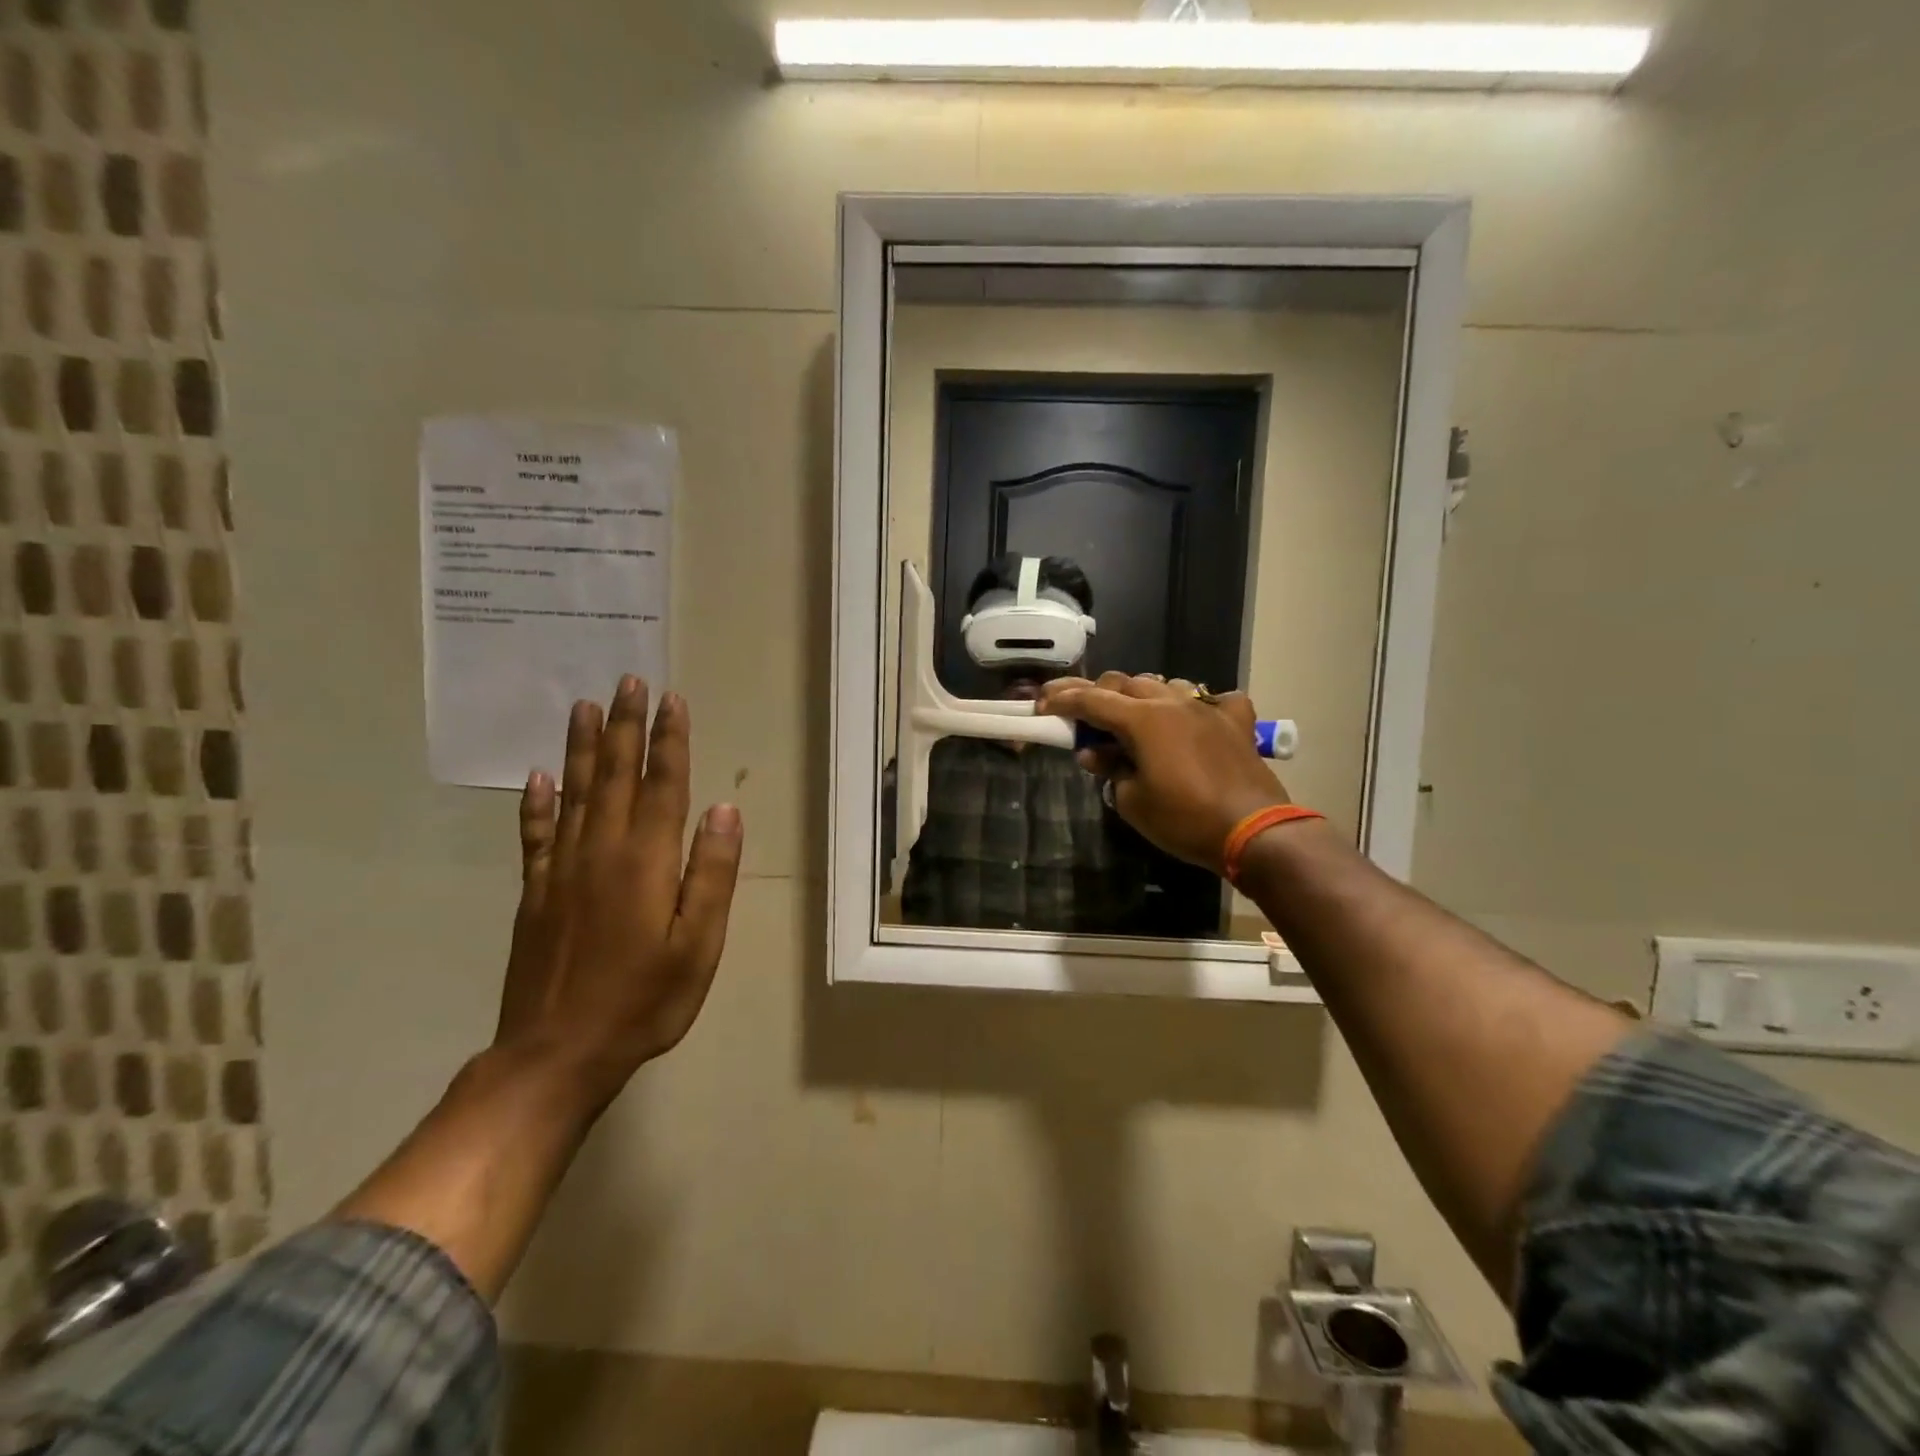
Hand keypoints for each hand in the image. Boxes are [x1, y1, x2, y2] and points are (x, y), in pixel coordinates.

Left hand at [496, 676, 743, 1107]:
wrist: (556, 1054)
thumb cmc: (643, 1001)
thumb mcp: (698, 945)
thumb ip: (711, 874)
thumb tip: (724, 809)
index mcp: (645, 861)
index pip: (662, 785)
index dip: (668, 740)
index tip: (671, 700)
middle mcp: (600, 852)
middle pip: (614, 776)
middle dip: (624, 726)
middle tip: (627, 681)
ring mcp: (560, 871)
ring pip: (573, 793)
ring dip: (581, 747)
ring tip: (585, 707)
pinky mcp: (534, 894)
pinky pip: (535, 835)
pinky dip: (536, 802)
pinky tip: (537, 777)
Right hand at [1040, 673, 1289, 873]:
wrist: (1253, 831)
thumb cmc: (1184, 819)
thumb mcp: (1132, 801)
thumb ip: (1109, 770)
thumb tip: (1094, 755)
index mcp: (1142, 719)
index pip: (1092, 700)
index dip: (1063, 701)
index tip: (1042, 706)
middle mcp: (1173, 702)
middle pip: (1126, 682)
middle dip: (1099, 694)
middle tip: (1083, 715)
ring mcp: (1208, 708)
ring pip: (1166, 684)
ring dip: (1144, 696)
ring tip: (1135, 719)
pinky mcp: (1236, 722)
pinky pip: (1216, 699)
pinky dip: (1199, 705)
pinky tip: (1196, 719)